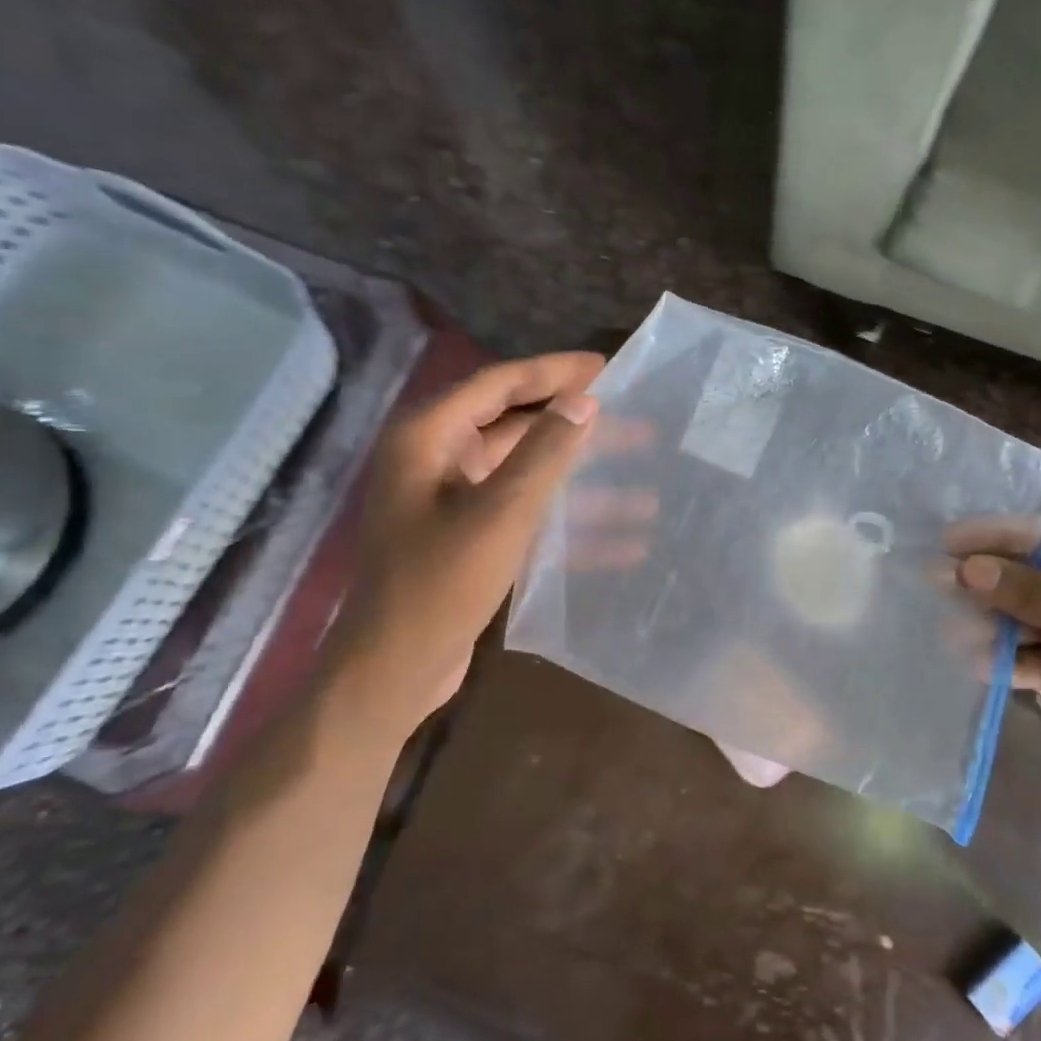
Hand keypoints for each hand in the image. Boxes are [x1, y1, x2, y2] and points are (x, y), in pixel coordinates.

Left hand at [323, 353, 604, 740]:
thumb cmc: (439, 585)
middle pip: (519, 430)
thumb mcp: (500, 514)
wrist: (393, 672)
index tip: (607, 368)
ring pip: (530, 478)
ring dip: (586, 486)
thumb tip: (586, 402)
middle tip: (637, 422)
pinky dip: (571, 526)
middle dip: (579, 431)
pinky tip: (626, 543)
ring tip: (647, 488)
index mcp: (429, 439)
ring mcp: (455, 504)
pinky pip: (528, 517)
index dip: (554, 373)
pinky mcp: (472, 541)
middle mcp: (438, 462)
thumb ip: (544, 454)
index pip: (499, 384)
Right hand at [949, 516, 1040, 814]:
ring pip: (1034, 618)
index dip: (1005, 536)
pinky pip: (1039, 657)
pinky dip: (1011, 660)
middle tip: (937, 581)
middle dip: (994, 582)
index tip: (952, 540)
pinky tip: (978, 663)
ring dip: (996, 624)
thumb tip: (968, 570)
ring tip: (951, 628)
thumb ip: (1040, 593)